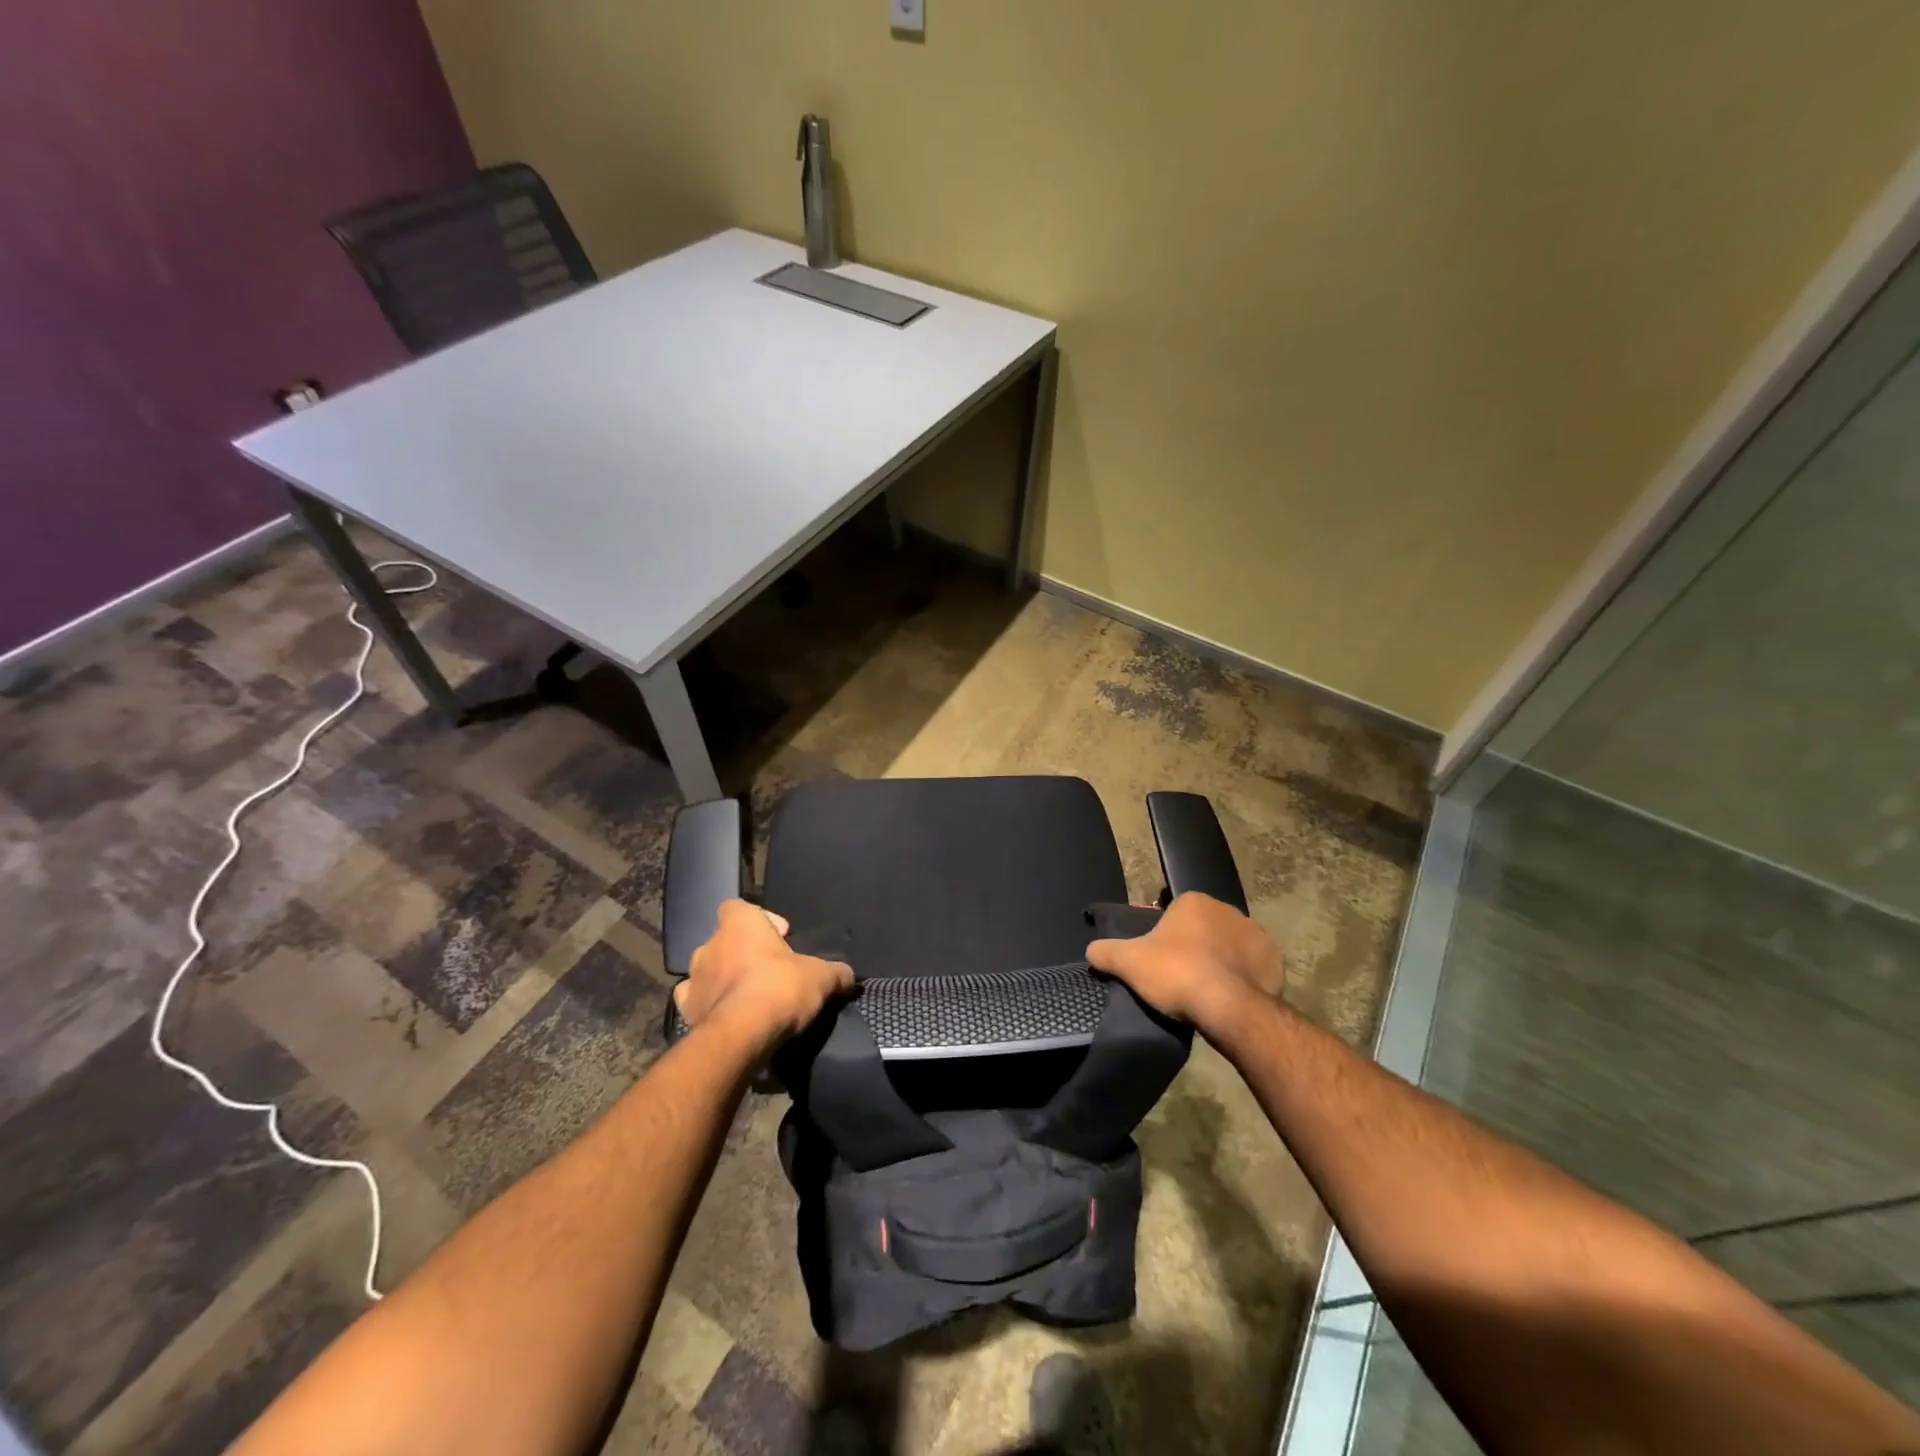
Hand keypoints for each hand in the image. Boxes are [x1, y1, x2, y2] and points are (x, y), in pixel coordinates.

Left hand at [675, 901, 853, 1051]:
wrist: (741, 1037)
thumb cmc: (780, 989)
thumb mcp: (821, 977)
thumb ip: (836, 972)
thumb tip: (850, 975)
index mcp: (740, 924)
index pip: (739, 907)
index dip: (759, 919)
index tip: (780, 937)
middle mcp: (710, 944)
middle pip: (726, 939)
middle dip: (744, 951)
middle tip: (769, 970)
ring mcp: (693, 978)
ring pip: (708, 969)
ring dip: (724, 977)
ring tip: (748, 996)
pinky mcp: (685, 1010)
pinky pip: (695, 999)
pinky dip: (709, 1004)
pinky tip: (727, 1015)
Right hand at [1086, 891, 1284, 1032]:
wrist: (1227, 1007)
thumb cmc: (1175, 973)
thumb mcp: (1128, 962)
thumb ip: (1105, 952)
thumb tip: (1091, 950)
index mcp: (1194, 901)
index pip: (1176, 912)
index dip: (1166, 936)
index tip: (1161, 959)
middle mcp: (1228, 909)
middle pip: (1205, 927)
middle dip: (1196, 946)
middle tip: (1181, 976)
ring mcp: (1256, 934)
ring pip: (1231, 945)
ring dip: (1222, 961)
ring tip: (1207, 990)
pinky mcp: (1276, 961)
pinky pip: (1255, 966)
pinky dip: (1245, 978)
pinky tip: (1232, 997)